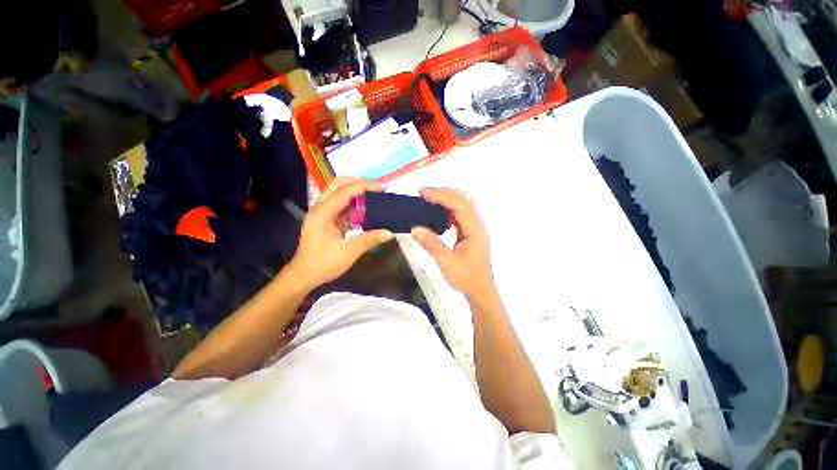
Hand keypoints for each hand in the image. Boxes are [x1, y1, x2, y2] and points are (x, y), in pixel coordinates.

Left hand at [287, 177, 392, 290]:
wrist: (304, 276)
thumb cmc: (323, 264)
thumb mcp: (349, 252)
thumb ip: (369, 239)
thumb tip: (389, 233)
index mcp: (323, 213)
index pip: (345, 191)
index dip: (364, 186)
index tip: (382, 188)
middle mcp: (321, 209)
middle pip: (338, 185)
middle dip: (358, 183)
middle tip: (377, 188)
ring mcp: (324, 214)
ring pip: (340, 194)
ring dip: (357, 193)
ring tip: (375, 196)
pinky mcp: (328, 221)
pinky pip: (343, 207)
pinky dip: (355, 205)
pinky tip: (367, 210)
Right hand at [411, 188, 493, 297]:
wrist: (480, 289)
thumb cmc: (467, 278)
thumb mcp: (447, 263)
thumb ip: (432, 245)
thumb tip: (415, 229)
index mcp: (475, 230)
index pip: (460, 205)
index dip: (442, 196)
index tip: (424, 193)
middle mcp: (478, 224)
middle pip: (464, 199)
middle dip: (444, 192)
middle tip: (424, 193)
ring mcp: (475, 227)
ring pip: (463, 204)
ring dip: (446, 198)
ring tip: (428, 198)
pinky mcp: (471, 231)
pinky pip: (460, 213)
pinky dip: (448, 208)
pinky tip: (437, 212)